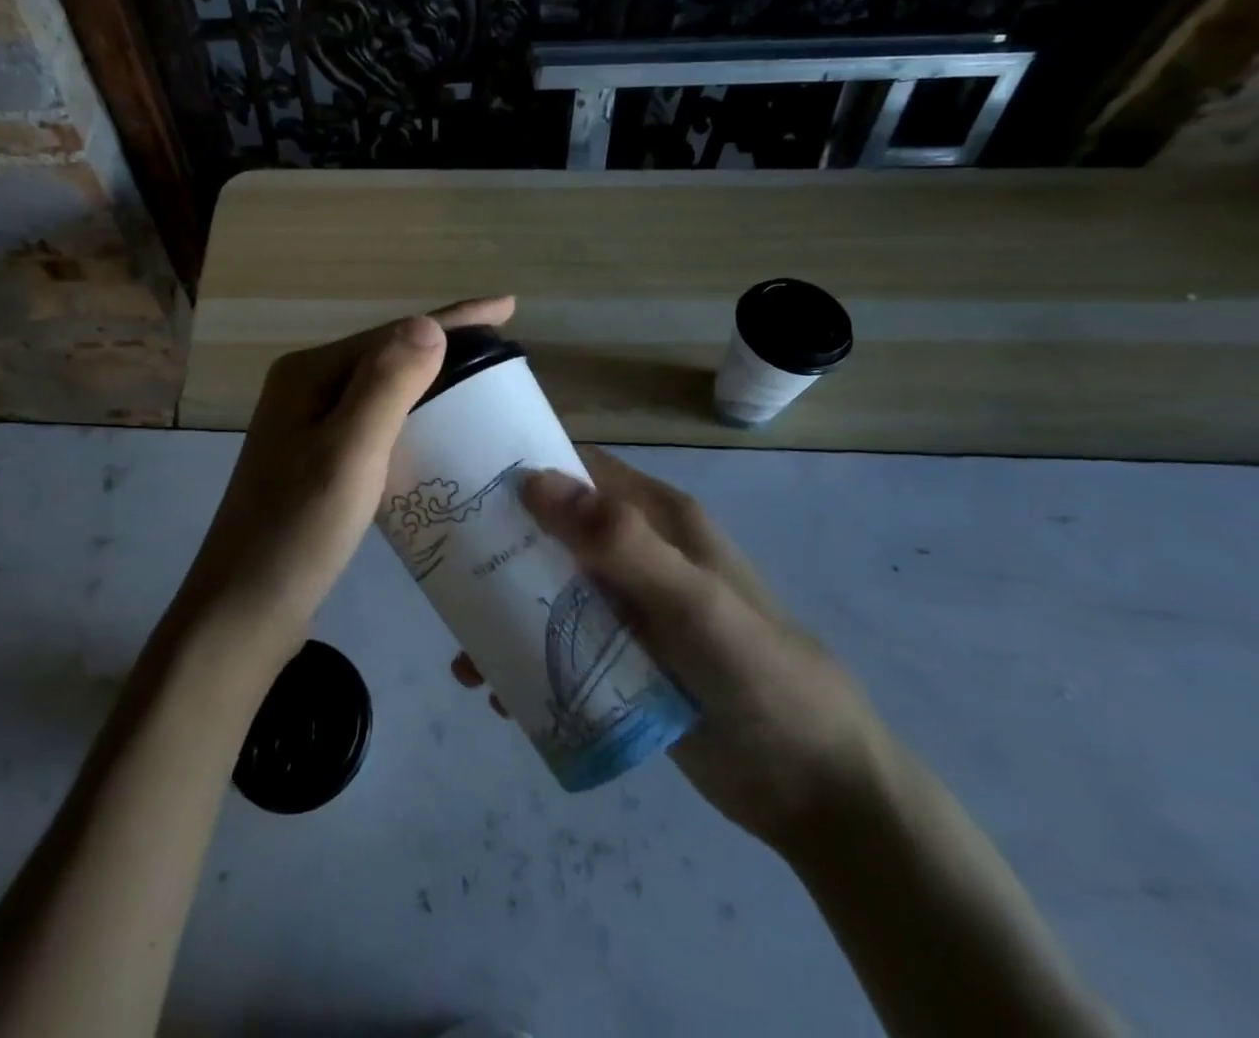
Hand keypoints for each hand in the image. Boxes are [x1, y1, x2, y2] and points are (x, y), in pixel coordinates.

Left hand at [183, 297, 516, 651]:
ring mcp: (307, 426)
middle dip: (445, 347)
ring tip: (482, 386)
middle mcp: (304, 389)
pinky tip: (438, 434)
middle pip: (388, 355)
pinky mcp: (316, 460)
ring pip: (383, 390)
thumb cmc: (298, 531)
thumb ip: (386, 385)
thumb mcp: (349, 452)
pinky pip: (375, 423)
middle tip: (503, 352)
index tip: (509, 307)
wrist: (245, 610)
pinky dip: (412, 419)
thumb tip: (429, 324)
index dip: (455, 318)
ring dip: (431, 382)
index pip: (394, 334)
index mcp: (308, 374)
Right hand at [454, 446, 886, 851]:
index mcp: (658, 519)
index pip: (579, 471)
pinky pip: (560, 645)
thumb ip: (622, 543)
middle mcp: (638, 555)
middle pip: (553, 533)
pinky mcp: (622, 661)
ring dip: (504, 613)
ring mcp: (628, 610)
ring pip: (550, 592)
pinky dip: (525, 659)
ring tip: (463, 653)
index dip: (524, 469)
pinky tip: (497, 691)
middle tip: (442, 573)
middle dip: (500, 548)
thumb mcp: (694, 603)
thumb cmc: (760, 675)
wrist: (816, 789)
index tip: (462, 484)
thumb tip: (534, 480)